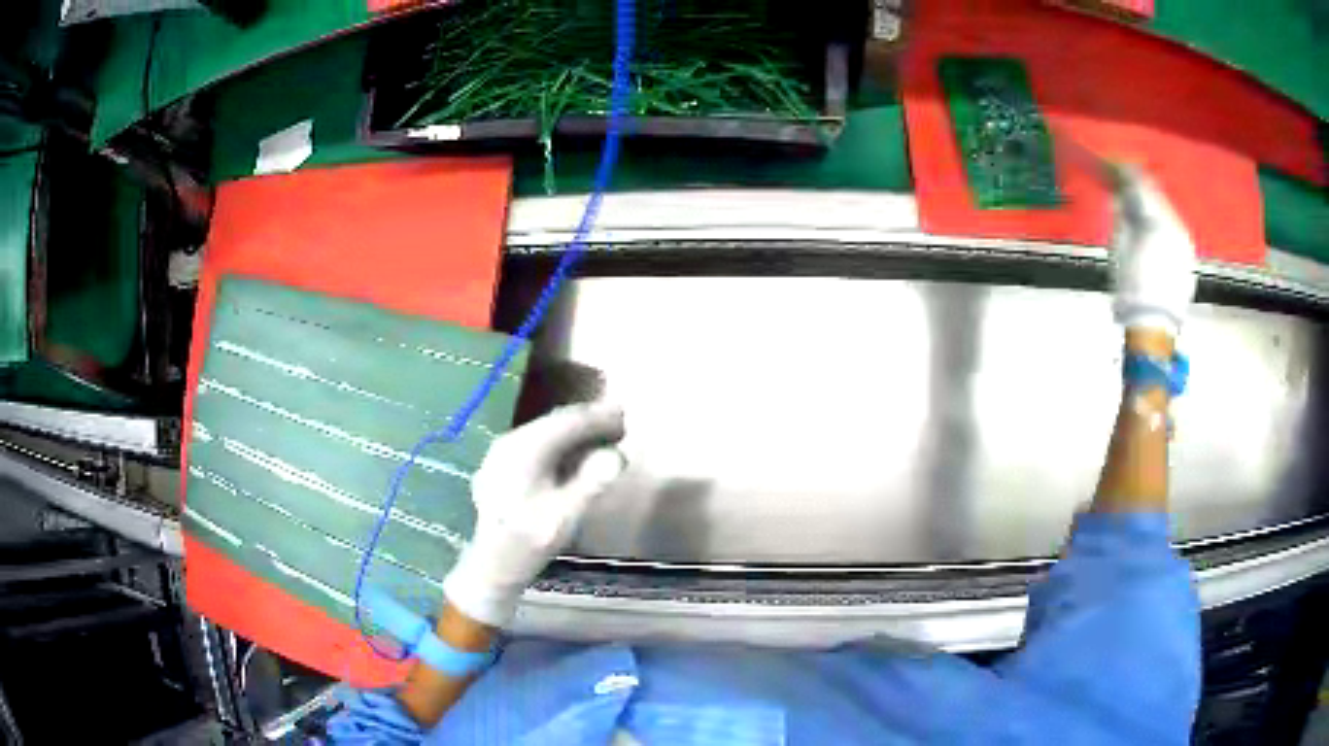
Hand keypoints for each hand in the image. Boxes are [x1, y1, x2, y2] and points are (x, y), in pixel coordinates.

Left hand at [442, 403, 625, 627]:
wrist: (492, 564)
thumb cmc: (529, 541)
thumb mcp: (565, 516)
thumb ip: (591, 483)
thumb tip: (619, 456)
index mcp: (524, 448)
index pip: (567, 421)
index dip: (598, 417)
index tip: (625, 416)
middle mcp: (510, 442)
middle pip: (555, 423)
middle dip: (588, 423)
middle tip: (619, 425)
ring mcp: (502, 453)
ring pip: (545, 433)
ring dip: (575, 434)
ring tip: (602, 439)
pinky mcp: (501, 467)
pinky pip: (536, 445)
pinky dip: (560, 446)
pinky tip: (574, 457)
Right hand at [1109, 167, 1196, 339]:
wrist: (1154, 326)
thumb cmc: (1131, 286)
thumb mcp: (1118, 246)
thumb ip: (1122, 216)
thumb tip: (1121, 197)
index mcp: (1156, 218)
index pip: (1140, 184)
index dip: (1125, 172)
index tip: (1114, 164)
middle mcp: (1176, 224)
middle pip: (1157, 196)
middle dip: (1141, 188)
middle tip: (1125, 182)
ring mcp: (1185, 242)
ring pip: (1167, 212)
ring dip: (1152, 207)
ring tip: (1139, 208)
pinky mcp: (1189, 258)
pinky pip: (1174, 230)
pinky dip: (1162, 225)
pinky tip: (1152, 233)